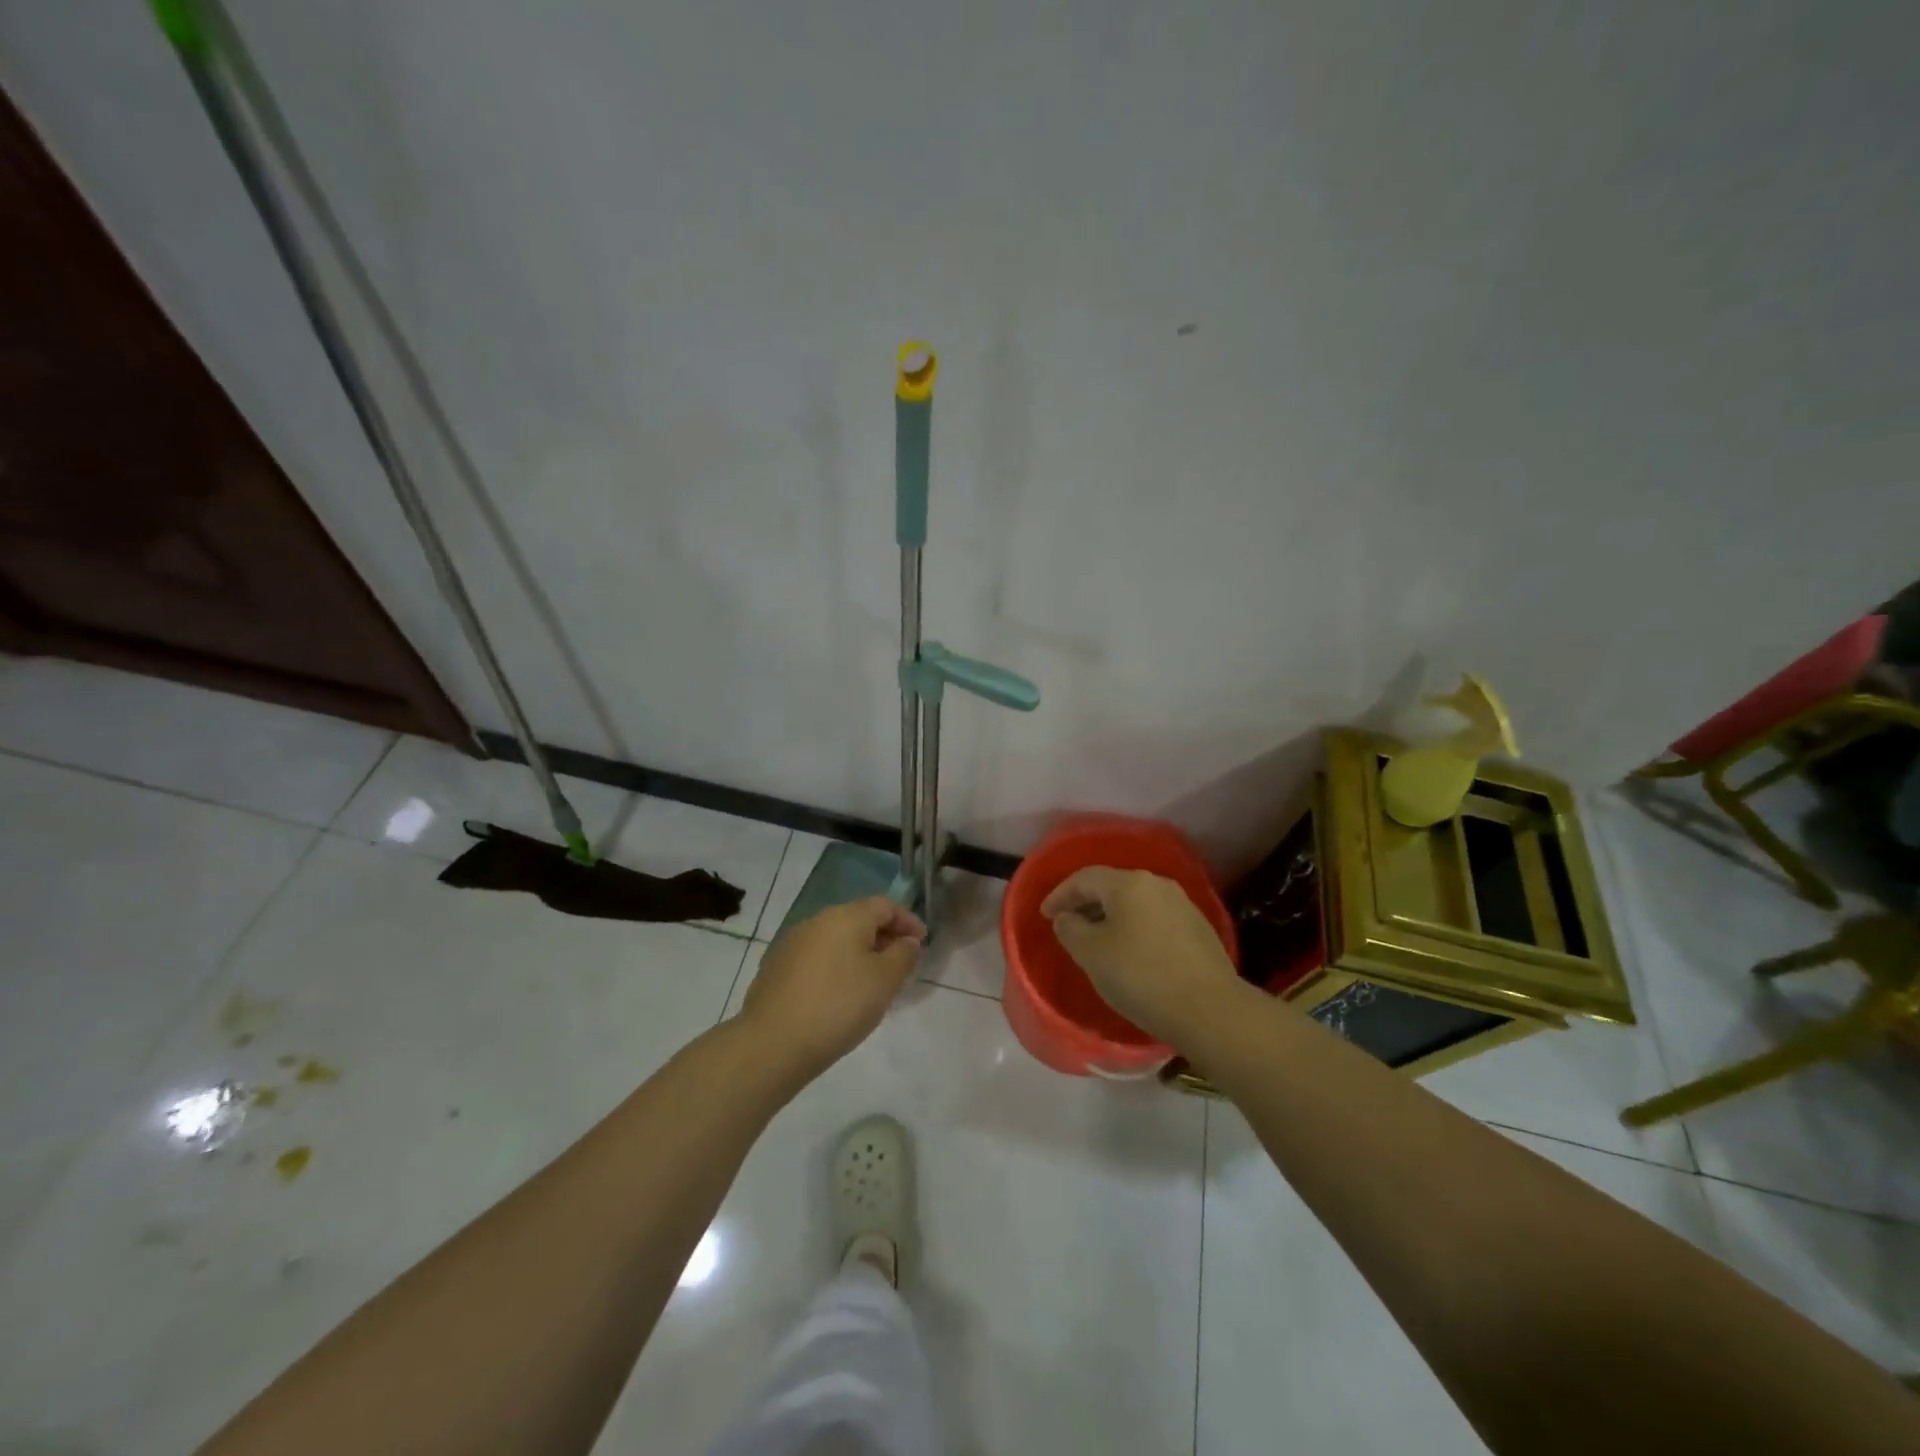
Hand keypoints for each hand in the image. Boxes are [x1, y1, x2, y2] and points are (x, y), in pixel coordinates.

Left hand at [739, 897, 925, 1079]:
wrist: (772, 1043)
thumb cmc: (839, 1005)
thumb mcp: (884, 981)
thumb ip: (903, 955)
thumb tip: (907, 941)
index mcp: (846, 916)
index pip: (885, 905)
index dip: (908, 921)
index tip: (922, 944)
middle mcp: (817, 921)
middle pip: (859, 919)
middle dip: (884, 937)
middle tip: (901, 964)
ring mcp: (792, 944)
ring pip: (836, 939)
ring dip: (859, 953)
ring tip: (872, 982)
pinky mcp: (776, 968)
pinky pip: (817, 958)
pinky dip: (836, 967)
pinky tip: (839, 995)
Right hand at [1041, 867, 1239, 1047]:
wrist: (1210, 1010)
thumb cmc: (1141, 977)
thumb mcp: (1091, 954)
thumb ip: (1070, 929)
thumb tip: (1067, 918)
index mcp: (1129, 883)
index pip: (1084, 878)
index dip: (1060, 894)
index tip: (1045, 915)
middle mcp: (1157, 884)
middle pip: (1112, 886)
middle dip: (1085, 904)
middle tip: (1067, 925)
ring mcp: (1182, 904)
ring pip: (1135, 903)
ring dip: (1110, 917)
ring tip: (1096, 940)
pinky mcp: (1198, 928)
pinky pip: (1154, 919)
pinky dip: (1133, 928)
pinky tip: (1130, 952)